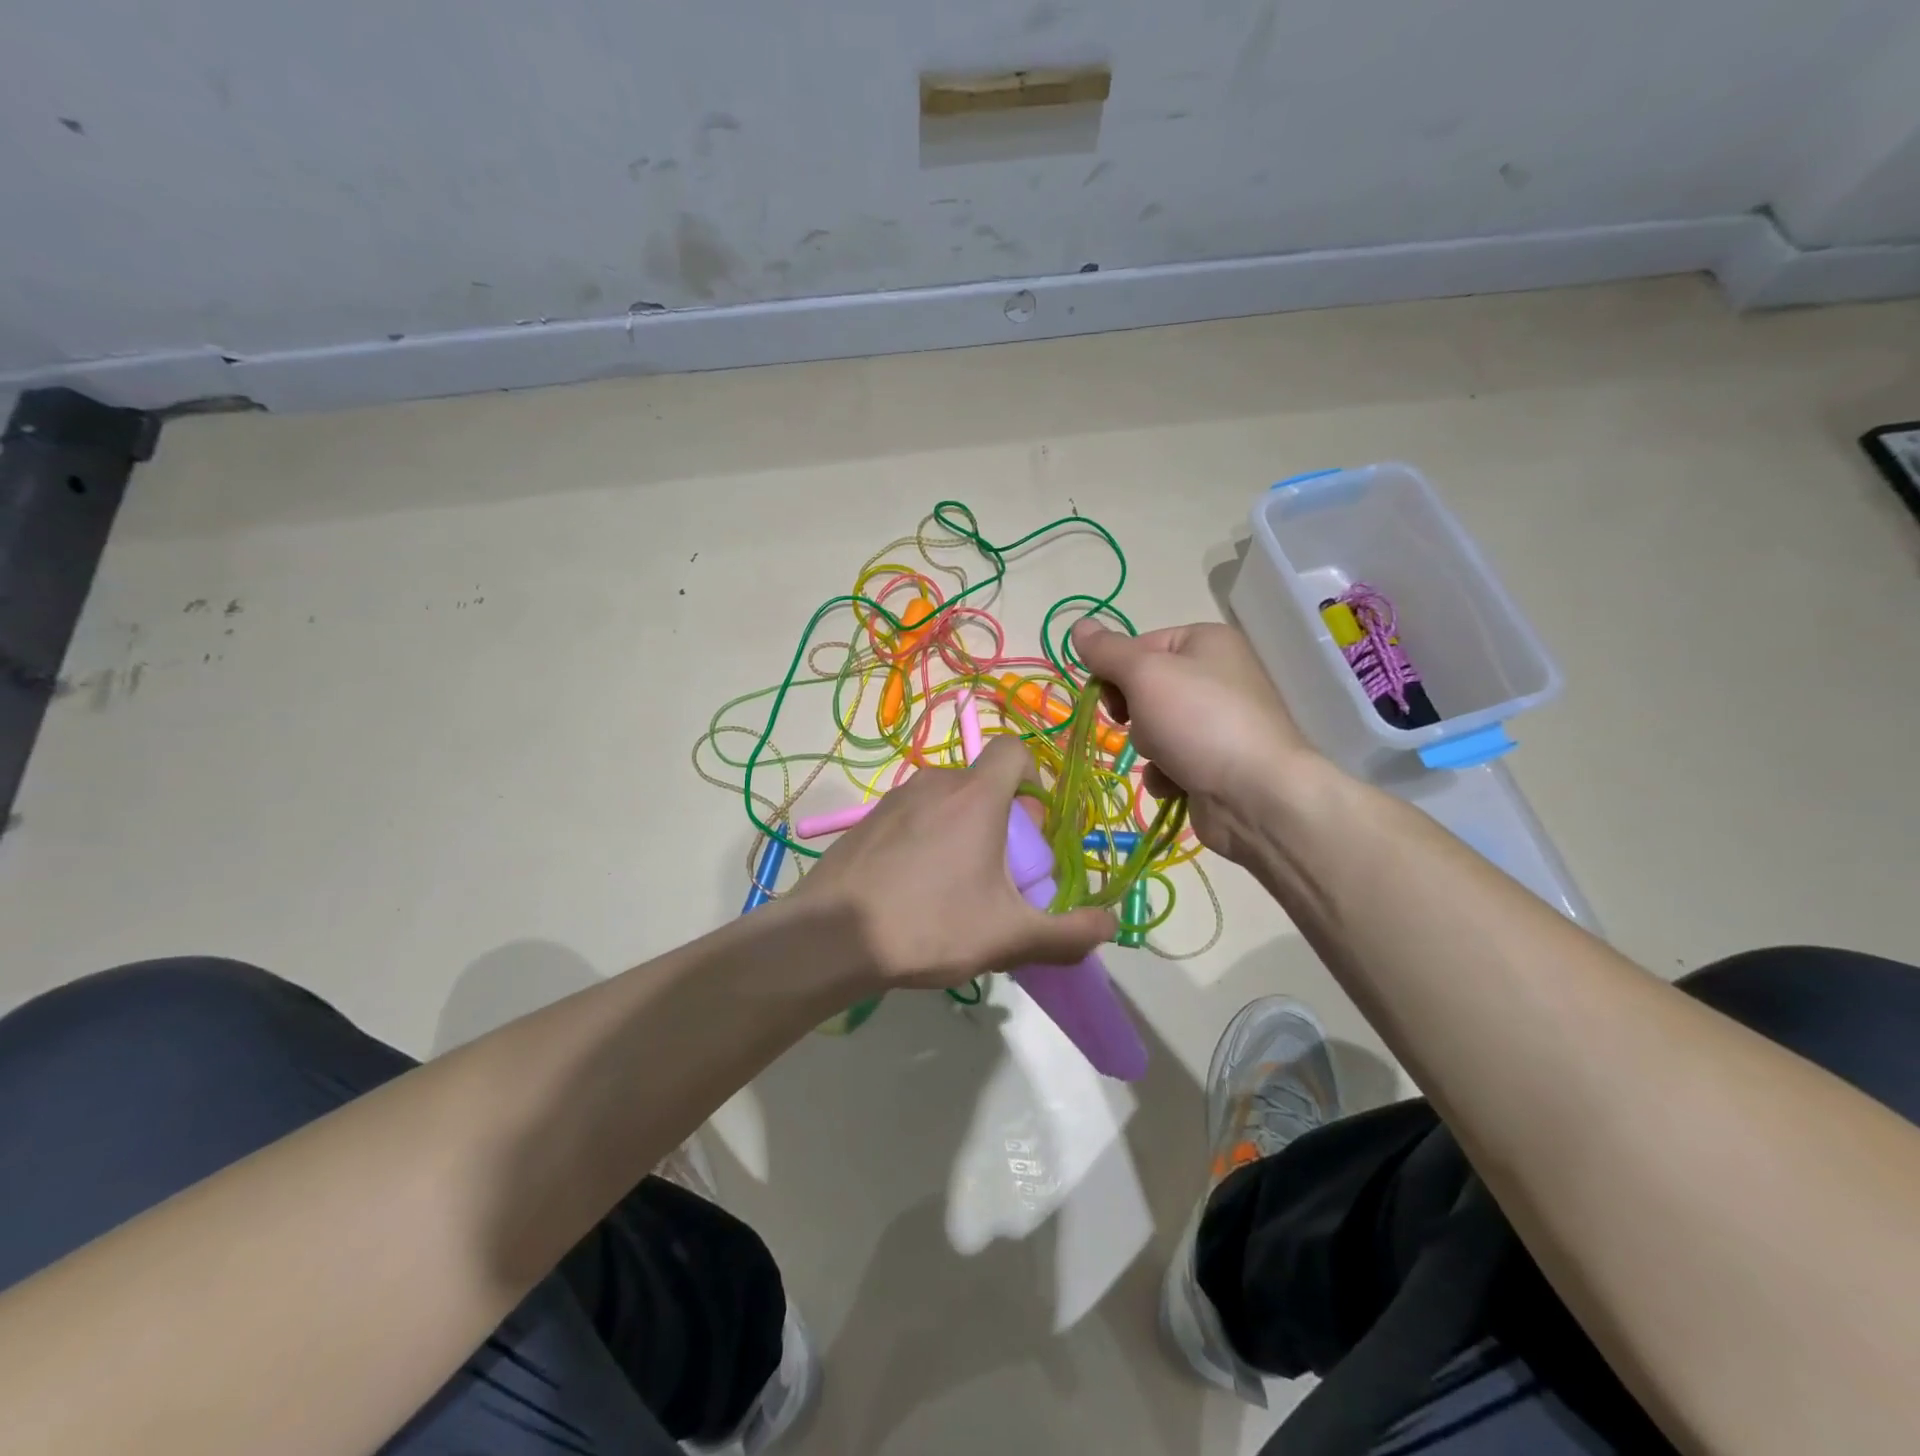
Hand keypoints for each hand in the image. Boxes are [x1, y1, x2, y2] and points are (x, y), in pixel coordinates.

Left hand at [794, 736, 1116, 990]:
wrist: (830, 938)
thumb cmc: (929, 925)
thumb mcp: (1008, 937)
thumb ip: (1067, 935)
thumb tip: (1110, 927)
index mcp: (975, 796)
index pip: (1014, 750)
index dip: (1033, 777)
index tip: (1034, 825)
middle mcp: (934, 783)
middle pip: (982, 782)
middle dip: (1001, 818)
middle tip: (1000, 872)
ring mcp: (893, 799)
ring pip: (945, 800)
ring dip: (962, 830)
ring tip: (956, 886)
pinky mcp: (865, 821)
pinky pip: (912, 816)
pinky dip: (925, 838)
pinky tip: (914, 889)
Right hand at [1072, 619, 1325, 864]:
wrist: (1257, 797)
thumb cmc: (1199, 722)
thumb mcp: (1145, 675)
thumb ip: (1107, 652)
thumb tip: (1077, 626)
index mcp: (1206, 642)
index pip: (1139, 646)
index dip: (1117, 671)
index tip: (1109, 696)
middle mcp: (1216, 675)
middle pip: (1145, 688)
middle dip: (1135, 713)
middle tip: (1141, 724)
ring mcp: (1218, 722)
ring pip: (1153, 728)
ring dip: (1149, 747)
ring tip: (1168, 760)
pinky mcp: (1216, 762)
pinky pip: (1171, 762)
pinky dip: (1166, 774)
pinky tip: (1177, 784)